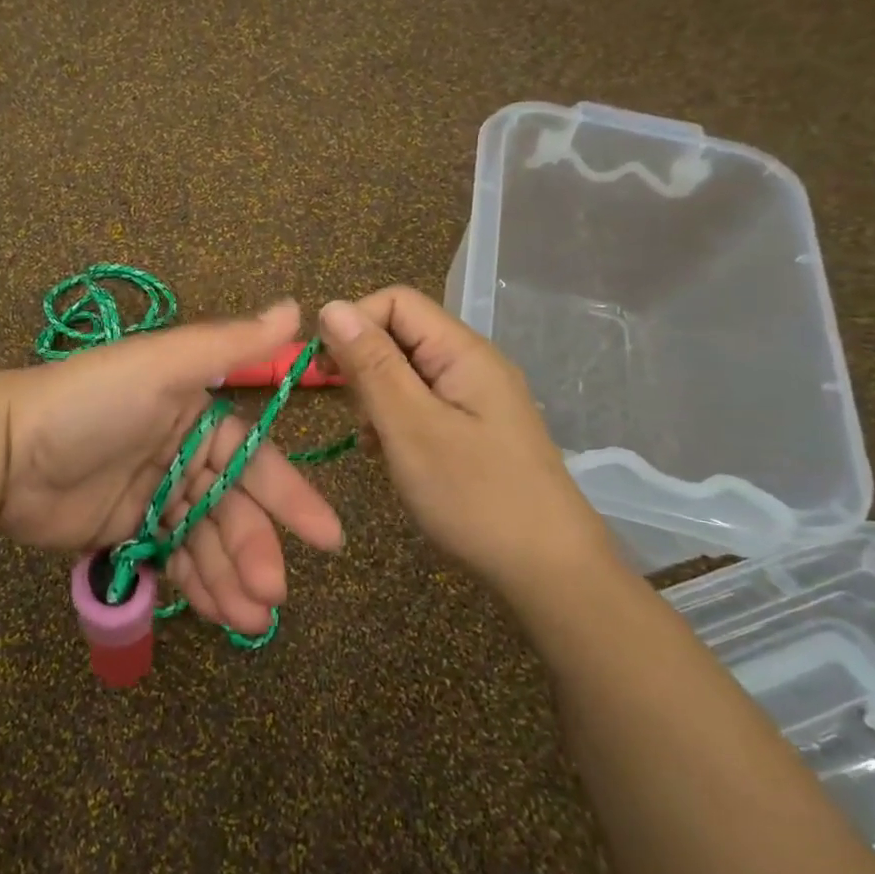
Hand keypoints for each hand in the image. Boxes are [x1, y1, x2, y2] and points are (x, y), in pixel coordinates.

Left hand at [0, 302, 345, 635]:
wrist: (3, 451)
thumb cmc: (90, 403)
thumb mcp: (161, 365)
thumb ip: (231, 344)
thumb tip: (300, 307)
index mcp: (196, 413)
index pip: (255, 459)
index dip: (290, 498)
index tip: (327, 539)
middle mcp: (182, 453)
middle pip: (233, 508)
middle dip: (255, 550)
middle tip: (271, 595)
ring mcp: (155, 495)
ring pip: (207, 540)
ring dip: (232, 578)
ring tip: (248, 619)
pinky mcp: (127, 531)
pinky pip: (173, 559)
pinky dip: (197, 585)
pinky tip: (217, 613)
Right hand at [315, 287, 616, 589]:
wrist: (549, 571)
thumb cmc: (475, 495)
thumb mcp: (411, 428)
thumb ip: (371, 365)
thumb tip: (331, 306)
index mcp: (462, 352)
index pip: (395, 302)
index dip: (354, 325)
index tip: (325, 371)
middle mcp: (470, 364)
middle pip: (400, 335)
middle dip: (364, 368)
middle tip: (358, 418)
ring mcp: (474, 398)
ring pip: (405, 373)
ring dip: (377, 400)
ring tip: (377, 445)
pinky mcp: (473, 429)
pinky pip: (421, 405)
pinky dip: (396, 424)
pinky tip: (393, 457)